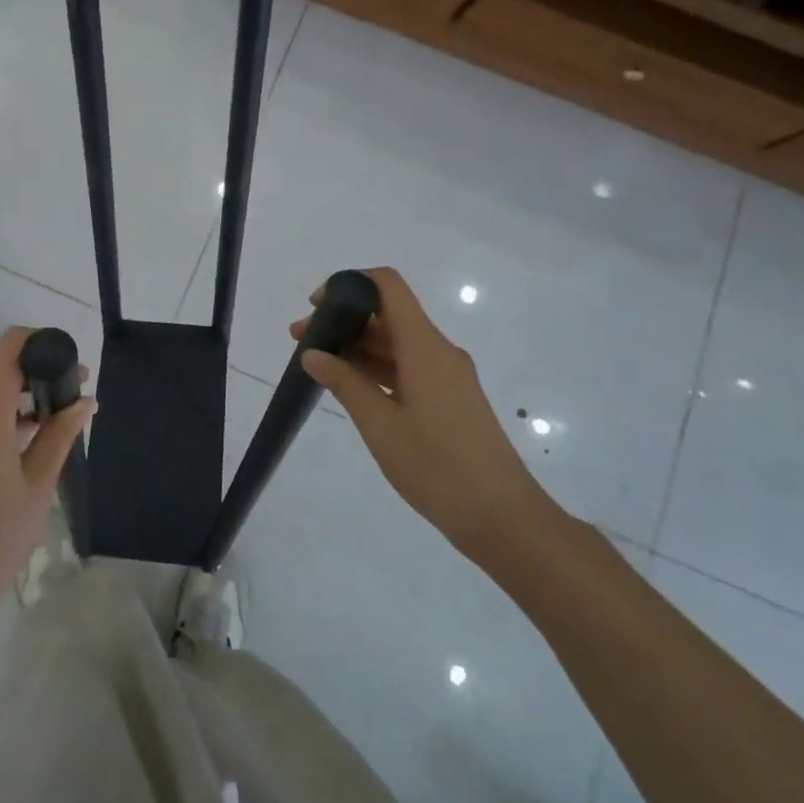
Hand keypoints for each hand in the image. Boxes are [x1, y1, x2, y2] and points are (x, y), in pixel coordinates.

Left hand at [0, 327, 93, 630]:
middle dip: (36, 375)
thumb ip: (60, 435)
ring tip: (54, 425)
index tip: (71, 366)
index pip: (11, 346)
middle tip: (73, 399)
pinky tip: (21, 448)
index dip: (43, 344)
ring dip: (17, 400)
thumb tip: (85, 400)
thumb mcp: (37, 485)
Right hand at [290, 267, 551, 556]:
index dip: (349, 284)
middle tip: (301, 341)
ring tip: (317, 366)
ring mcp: (447, 376)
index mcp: (425, 347)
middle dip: (343, 321)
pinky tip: (350, 388)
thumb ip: (344, 383)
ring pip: (396, 344)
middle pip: (388, 315)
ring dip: (357, 348)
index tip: (316, 306)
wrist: (502, 518)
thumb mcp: (379, 425)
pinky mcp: (450, 399)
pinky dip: (376, 369)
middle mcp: (439, 351)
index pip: (388, 286)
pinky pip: (408, 368)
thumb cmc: (436, 467)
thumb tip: (312, 353)